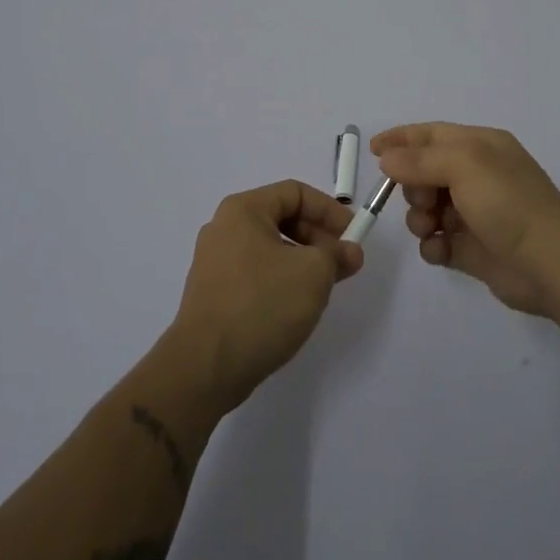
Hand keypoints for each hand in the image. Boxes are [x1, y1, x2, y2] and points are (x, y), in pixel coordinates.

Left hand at [167, 180, 362, 410]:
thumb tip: (349, 251)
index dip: (329, 210)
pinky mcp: (214, 293)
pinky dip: (281, 280)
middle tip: (343, 264)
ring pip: (270, 248)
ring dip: (303, 261)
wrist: (205, 367)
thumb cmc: (262, 305)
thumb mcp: (313, 273)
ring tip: (324, 288)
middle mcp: (224, 228)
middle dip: (318, 238)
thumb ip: (337, 254)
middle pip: (281, 218)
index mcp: (243, 210)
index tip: (353, 236)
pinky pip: (256, 273)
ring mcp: (215, 262)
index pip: (295, 192)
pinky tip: (295, 307)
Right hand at [373, 123, 559, 320]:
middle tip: (421, 201)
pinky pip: (438, 242)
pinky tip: (440, 251)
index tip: (373, 151)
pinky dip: (433, 246)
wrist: (551, 261)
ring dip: (419, 218)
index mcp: (480, 147)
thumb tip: (388, 159)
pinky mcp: (473, 249)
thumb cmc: (508, 201)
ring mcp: (475, 214)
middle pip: (425, 173)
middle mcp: (477, 176)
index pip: (432, 135)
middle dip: (412, 186)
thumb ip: (420, 160)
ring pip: (427, 209)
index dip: (402, 139)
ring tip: (431, 229)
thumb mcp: (463, 165)